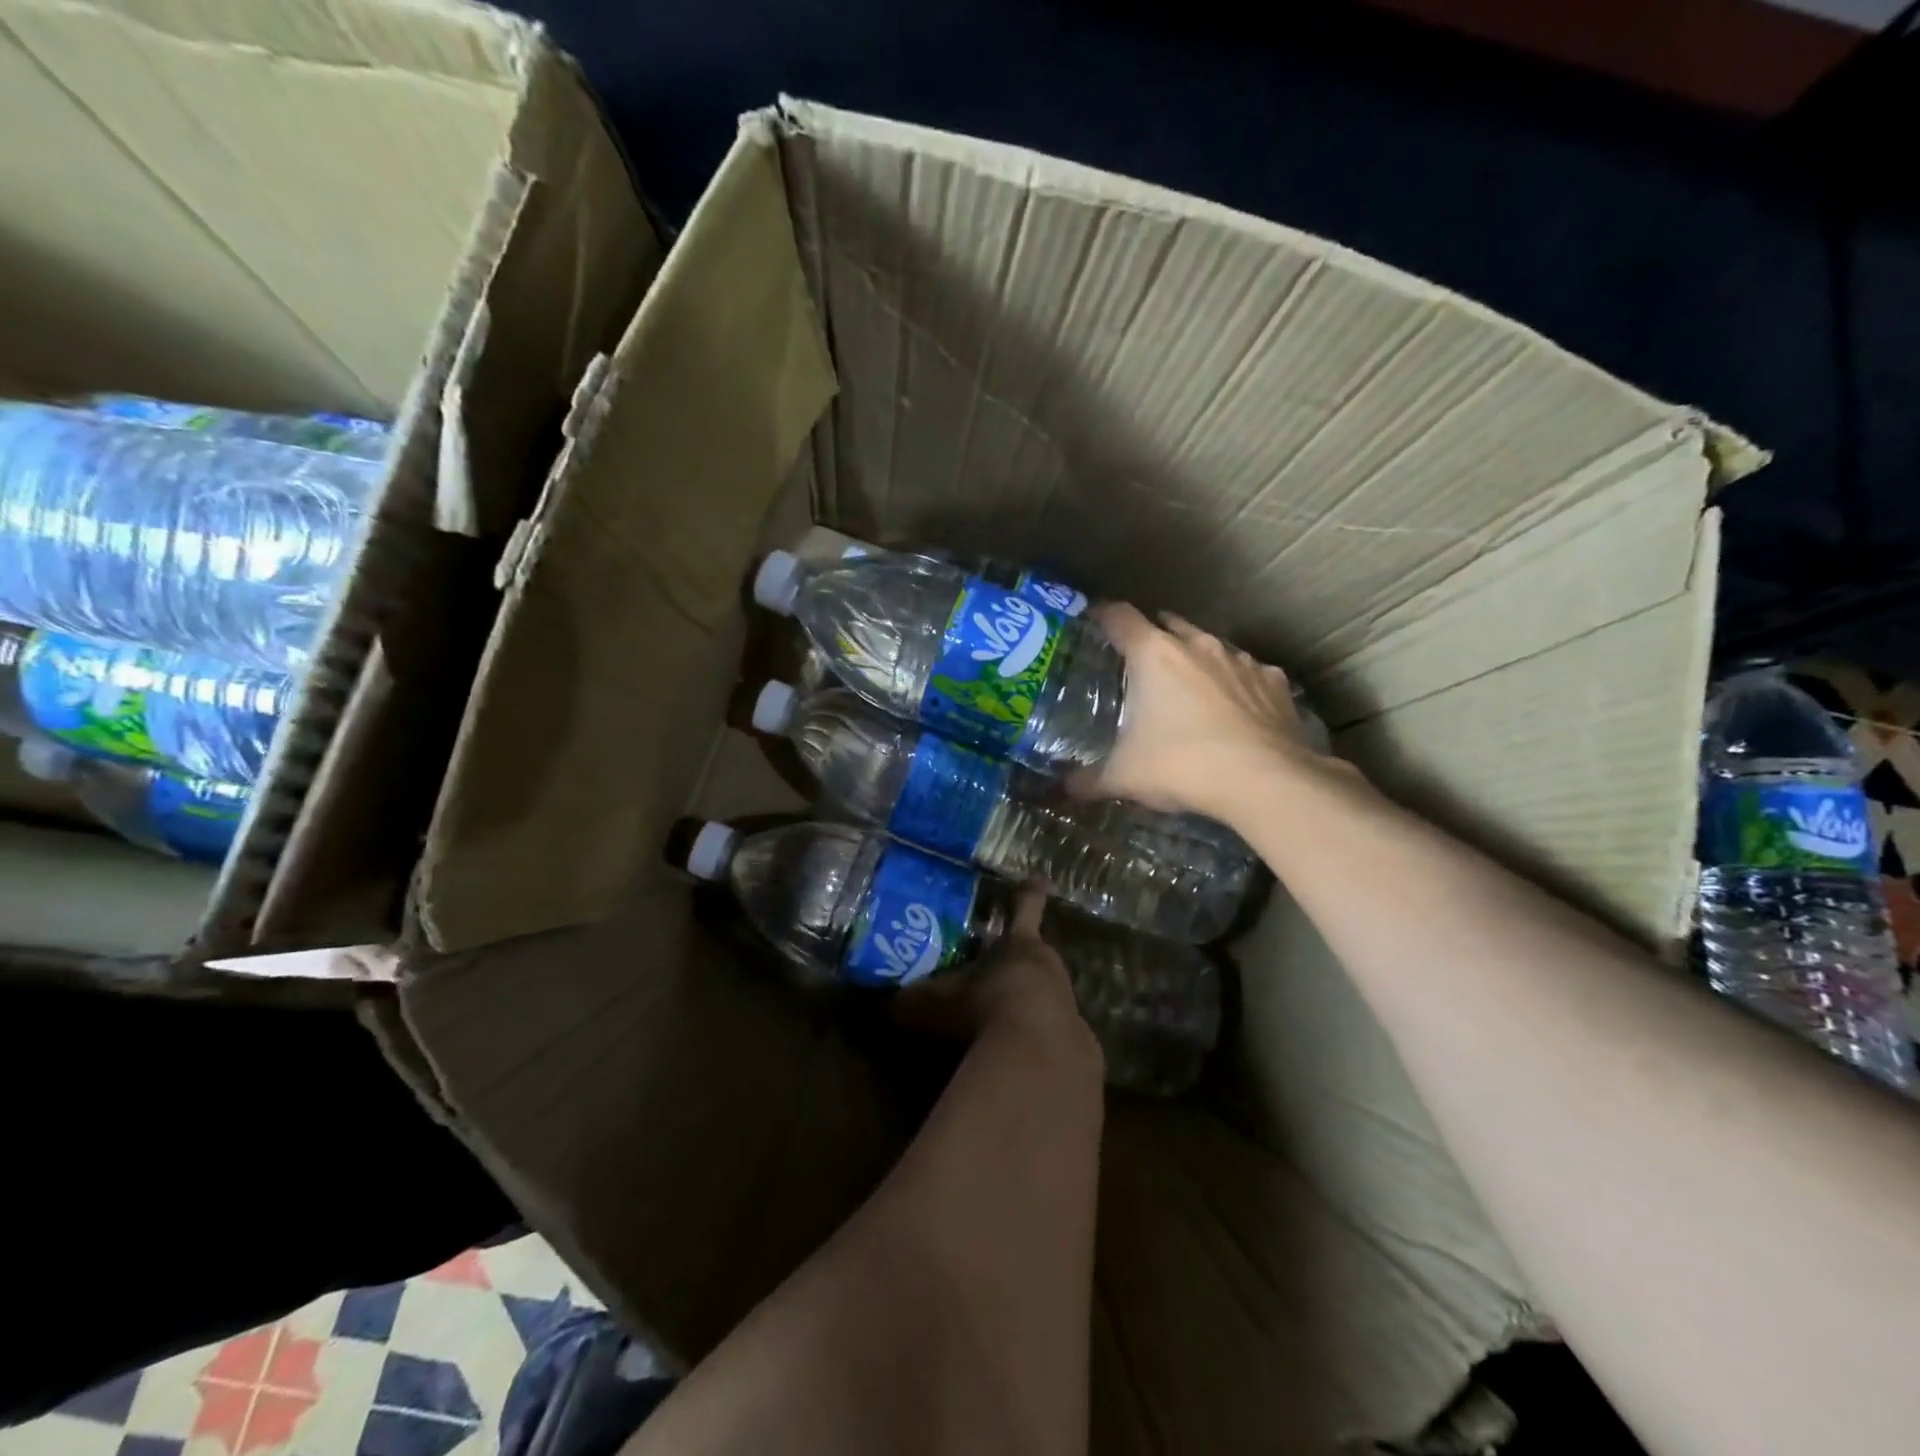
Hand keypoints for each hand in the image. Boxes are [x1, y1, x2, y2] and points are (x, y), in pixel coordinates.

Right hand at [895, 889, 1095, 1060]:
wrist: (1039, 1056)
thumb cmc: (984, 1008)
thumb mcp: (936, 1002)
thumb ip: (910, 1000)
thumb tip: (884, 1001)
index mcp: (1020, 944)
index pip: (1025, 908)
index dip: (1027, 894)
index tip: (1037, 879)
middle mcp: (1049, 968)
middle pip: (1035, 956)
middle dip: (1016, 962)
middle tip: (994, 970)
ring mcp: (1067, 1005)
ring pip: (1045, 994)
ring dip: (1025, 1002)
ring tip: (999, 1017)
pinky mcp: (1074, 1045)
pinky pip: (1049, 1035)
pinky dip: (1032, 1040)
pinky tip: (1013, 1055)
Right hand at [1090, 602, 1316, 821]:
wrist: (1265, 781)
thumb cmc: (1182, 765)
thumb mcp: (1124, 776)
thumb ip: (1089, 779)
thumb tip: (1065, 788)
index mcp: (1154, 654)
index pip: (1119, 617)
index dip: (1103, 615)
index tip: (1093, 620)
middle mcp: (1198, 645)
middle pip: (1168, 623)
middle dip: (1152, 635)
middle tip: (1138, 662)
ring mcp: (1241, 660)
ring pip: (1210, 646)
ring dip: (1195, 659)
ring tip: (1187, 687)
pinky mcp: (1274, 681)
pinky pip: (1247, 672)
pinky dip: (1235, 684)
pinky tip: (1234, 710)